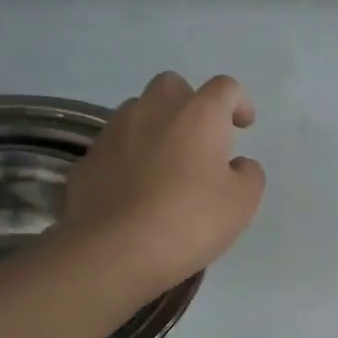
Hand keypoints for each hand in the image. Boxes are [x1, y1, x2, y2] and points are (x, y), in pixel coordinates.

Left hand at [50, 72, 265, 295]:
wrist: (114, 251)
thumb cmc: (190, 221)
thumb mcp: (242, 203)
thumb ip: (248, 174)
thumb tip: (236, 164)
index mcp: (198, 115)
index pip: (224, 88)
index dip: (238, 102)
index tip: (243, 126)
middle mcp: (154, 111)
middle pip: (173, 86)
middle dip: (189, 103)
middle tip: (200, 138)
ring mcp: (115, 132)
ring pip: (139, 111)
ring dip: (156, 126)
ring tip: (166, 163)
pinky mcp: (88, 159)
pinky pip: (115, 145)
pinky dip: (130, 156)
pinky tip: (136, 189)